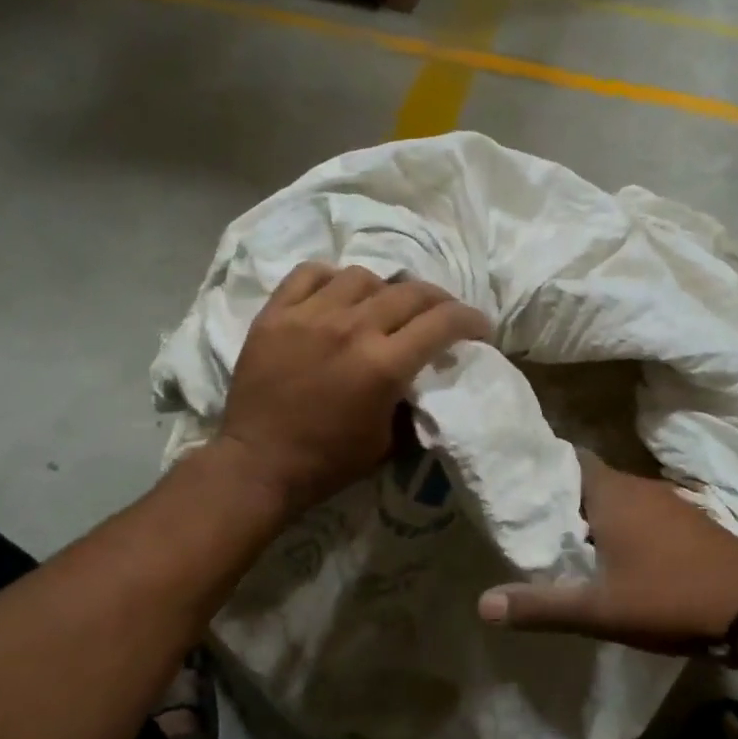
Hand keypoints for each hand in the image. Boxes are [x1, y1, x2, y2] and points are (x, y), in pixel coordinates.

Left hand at [213, 262, 489, 514]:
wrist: (259, 464)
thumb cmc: (328, 462)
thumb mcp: (388, 440)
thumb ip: (411, 399)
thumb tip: (424, 373)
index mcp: (383, 364)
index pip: (443, 321)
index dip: (471, 319)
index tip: (479, 328)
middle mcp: (351, 328)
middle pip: (410, 291)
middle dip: (438, 300)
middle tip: (440, 314)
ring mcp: (310, 316)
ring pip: (362, 277)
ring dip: (383, 290)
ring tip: (382, 306)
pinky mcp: (275, 314)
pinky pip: (309, 274)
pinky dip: (331, 279)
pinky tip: (336, 294)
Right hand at [477, 451, 737, 654]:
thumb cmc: (669, 598)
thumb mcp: (599, 610)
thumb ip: (541, 606)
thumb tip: (482, 604)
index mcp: (611, 493)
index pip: (568, 459)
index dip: (542, 468)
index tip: (518, 484)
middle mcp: (638, 487)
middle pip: (589, 480)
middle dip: (563, 498)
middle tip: (535, 521)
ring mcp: (669, 502)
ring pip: (618, 497)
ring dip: (595, 514)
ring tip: (569, 541)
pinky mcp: (690, 521)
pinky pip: (644, 512)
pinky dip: (624, 525)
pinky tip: (619, 555)